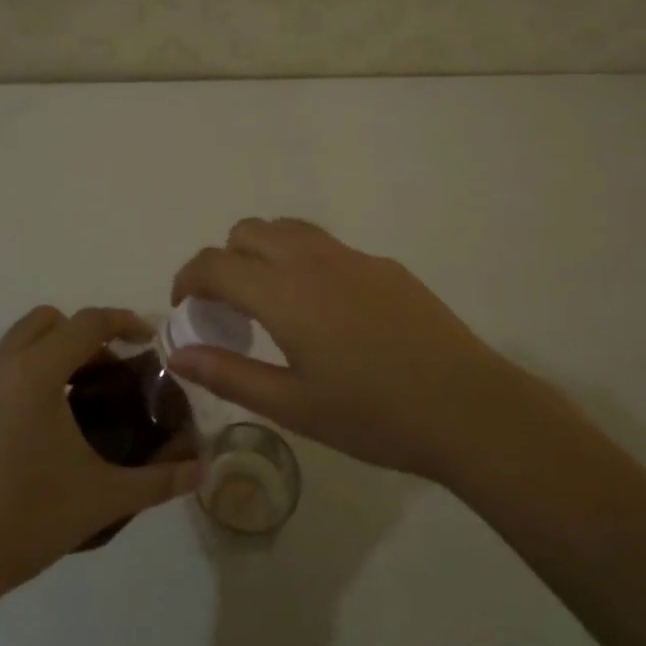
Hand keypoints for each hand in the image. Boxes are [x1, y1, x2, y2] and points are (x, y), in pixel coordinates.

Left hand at [0, 307, 199, 606]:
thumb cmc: (25, 520)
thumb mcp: (101, 499)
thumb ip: (157, 481)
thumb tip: (200, 471)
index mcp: (35, 374)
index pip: (87, 323)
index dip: (123, 321)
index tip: (147, 339)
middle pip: (45, 321)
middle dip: (81, 333)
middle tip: (107, 370)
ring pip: (14, 348)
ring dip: (48, 358)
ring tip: (74, 404)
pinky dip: (20, 384)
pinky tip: (32, 437)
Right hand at [170, 219, 529, 483]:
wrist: (467, 407)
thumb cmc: (373, 415)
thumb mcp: (293, 406)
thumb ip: (229, 374)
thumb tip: (178, 353)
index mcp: (284, 293)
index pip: (215, 263)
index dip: (188, 278)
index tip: (185, 307)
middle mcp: (313, 260)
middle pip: (248, 231)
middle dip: (224, 260)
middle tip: (228, 309)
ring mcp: (353, 257)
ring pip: (289, 229)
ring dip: (263, 252)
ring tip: (270, 302)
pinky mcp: (384, 265)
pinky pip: (326, 246)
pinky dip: (302, 261)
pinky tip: (326, 314)